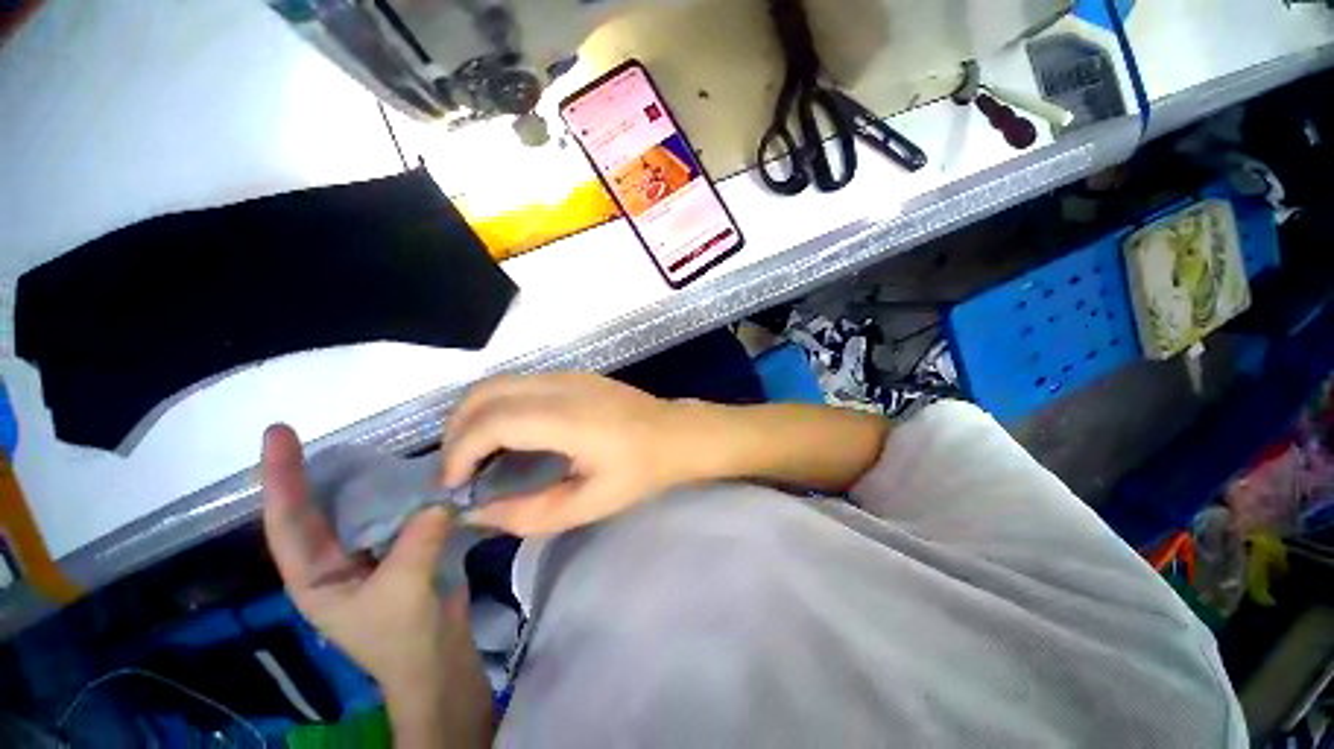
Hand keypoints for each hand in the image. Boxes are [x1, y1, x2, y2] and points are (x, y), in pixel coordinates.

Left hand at [261, 425, 490, 746]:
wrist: (438, 657)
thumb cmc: (403, 636)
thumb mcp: (402, 592)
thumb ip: (416, 541)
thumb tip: (437, 500)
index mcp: (314, 576)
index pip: (287, 521)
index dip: (280, 477)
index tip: (277, 434)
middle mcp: (333, 559)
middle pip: (315, 508)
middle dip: (309, 472)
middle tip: (315, 433)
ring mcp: (368, 552)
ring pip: (356, 508)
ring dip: (361, 478)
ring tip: (369, 446)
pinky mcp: (401, 547)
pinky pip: (395, 511)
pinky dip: (402, 492)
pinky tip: (414, 473)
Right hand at [442, 373, 711, 535]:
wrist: (678, 434)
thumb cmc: (642, 471)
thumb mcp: (589, 504)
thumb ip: (529, 513)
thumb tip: (477, 513)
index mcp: (568, 418)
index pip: (492, 421)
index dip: (460, 452)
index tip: (453, 487)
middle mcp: (561, 385)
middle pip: (485, 392)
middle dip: (456, 430)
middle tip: (458, 471)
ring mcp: (568, 374)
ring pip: (498, 382)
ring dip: (474, 415)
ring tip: (474, 456)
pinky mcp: (573, 374)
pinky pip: (519, 382)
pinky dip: (496, 406)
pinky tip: (506, 435)